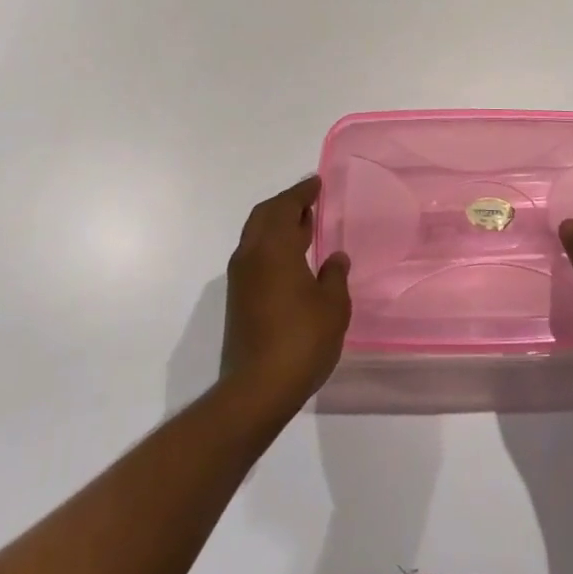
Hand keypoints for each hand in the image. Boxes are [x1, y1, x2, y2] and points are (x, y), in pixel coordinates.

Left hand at [221, 177, 350, 416]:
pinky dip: (271, 245)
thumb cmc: (301, 340)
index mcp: (274, 247)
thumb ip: (335, 275)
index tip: (316, 183)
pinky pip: (254, 255)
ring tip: (303, 227)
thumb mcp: (333, 305)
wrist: (257, 390)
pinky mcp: (238, 300)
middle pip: (265, 215)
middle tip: (309, 201)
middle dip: (286, 204)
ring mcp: (240, 278)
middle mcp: (251, 255)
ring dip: (277, 225)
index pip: (286, 206)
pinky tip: (291, 259)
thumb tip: (334, 258)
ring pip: (256, 235)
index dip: (302, 192)